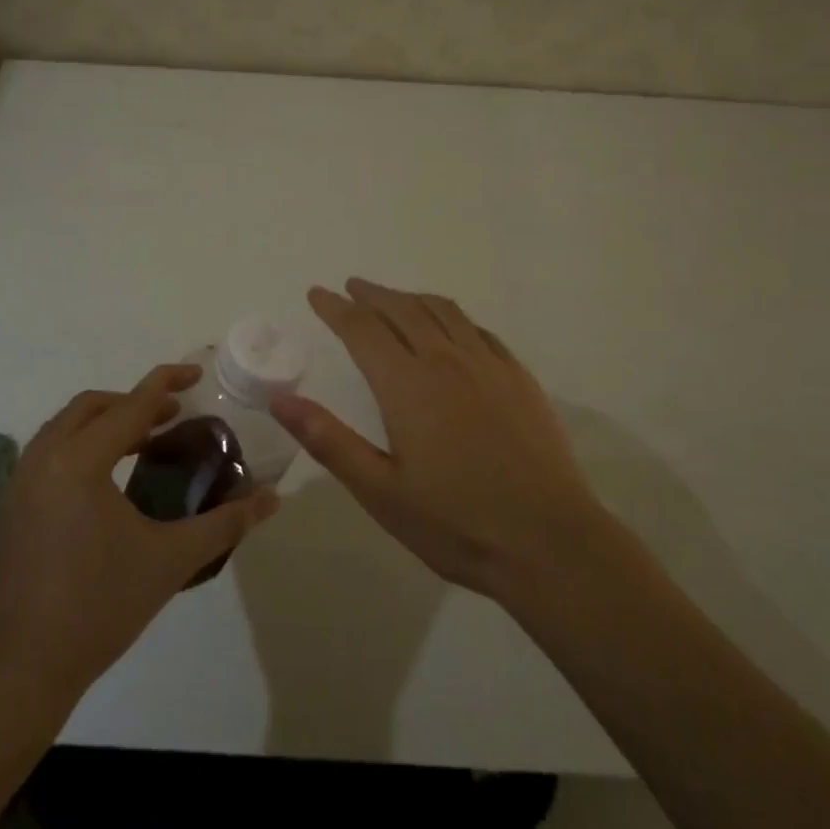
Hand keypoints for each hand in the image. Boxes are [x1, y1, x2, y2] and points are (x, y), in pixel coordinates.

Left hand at [0, 363, 278, 702]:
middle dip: (135, 401)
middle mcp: (44, 460)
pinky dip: (84, 446)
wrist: (20, 673)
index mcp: (80, 462)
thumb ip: (225, 522)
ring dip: (107, 422)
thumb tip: (272, 498)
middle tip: (174, 415)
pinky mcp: (12, 509)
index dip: (166, 383)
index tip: (197, 373)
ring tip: (147, 442)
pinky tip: (110, 481)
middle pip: (92, 406)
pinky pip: (51, 453)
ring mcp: (20, 485)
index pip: (131, 405)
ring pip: (66, 427)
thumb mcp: (171, 559)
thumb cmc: (99, 607)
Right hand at [270, 279, 604, 600]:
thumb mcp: (380, 491)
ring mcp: (489, 365)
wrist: (549, 541)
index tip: (317, 294)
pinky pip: (479, 330)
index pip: (362, 329)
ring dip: (412, 298)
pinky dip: (453, 317)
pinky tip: (452, 328)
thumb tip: (281, 400)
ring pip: (443, 312)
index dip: (336, 308)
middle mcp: (447, 360)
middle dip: (372, 295)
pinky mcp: (519, 378)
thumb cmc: (455, 523)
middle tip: (352, 287)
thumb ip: (329, 440)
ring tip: (394, 298)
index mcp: (408, 385)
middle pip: (403, 310)